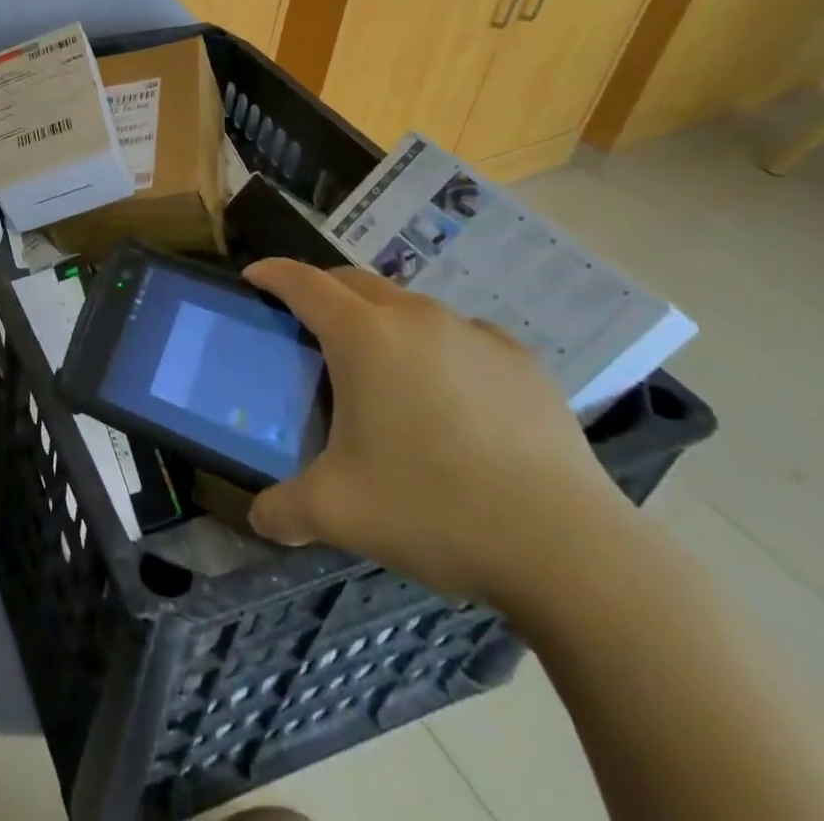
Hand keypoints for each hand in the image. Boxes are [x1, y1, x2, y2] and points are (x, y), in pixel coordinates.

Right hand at [243, 260, 633, 609]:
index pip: (302, 282)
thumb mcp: (338, 514)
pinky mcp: (521, 361)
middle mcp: (416, 318)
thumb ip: (284, 510)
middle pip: (353, 280)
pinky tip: (446, 392)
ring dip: (379, 318)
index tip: (252, 278)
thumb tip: (260, 519)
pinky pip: (460, 334)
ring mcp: (474, 335)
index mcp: (363, 337)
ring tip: (377, 366)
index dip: (270, 273)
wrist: (572, 551)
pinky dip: (436, 346)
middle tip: (305, 324)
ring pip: (408, 304)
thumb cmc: (435, 510)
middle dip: (320, 289)